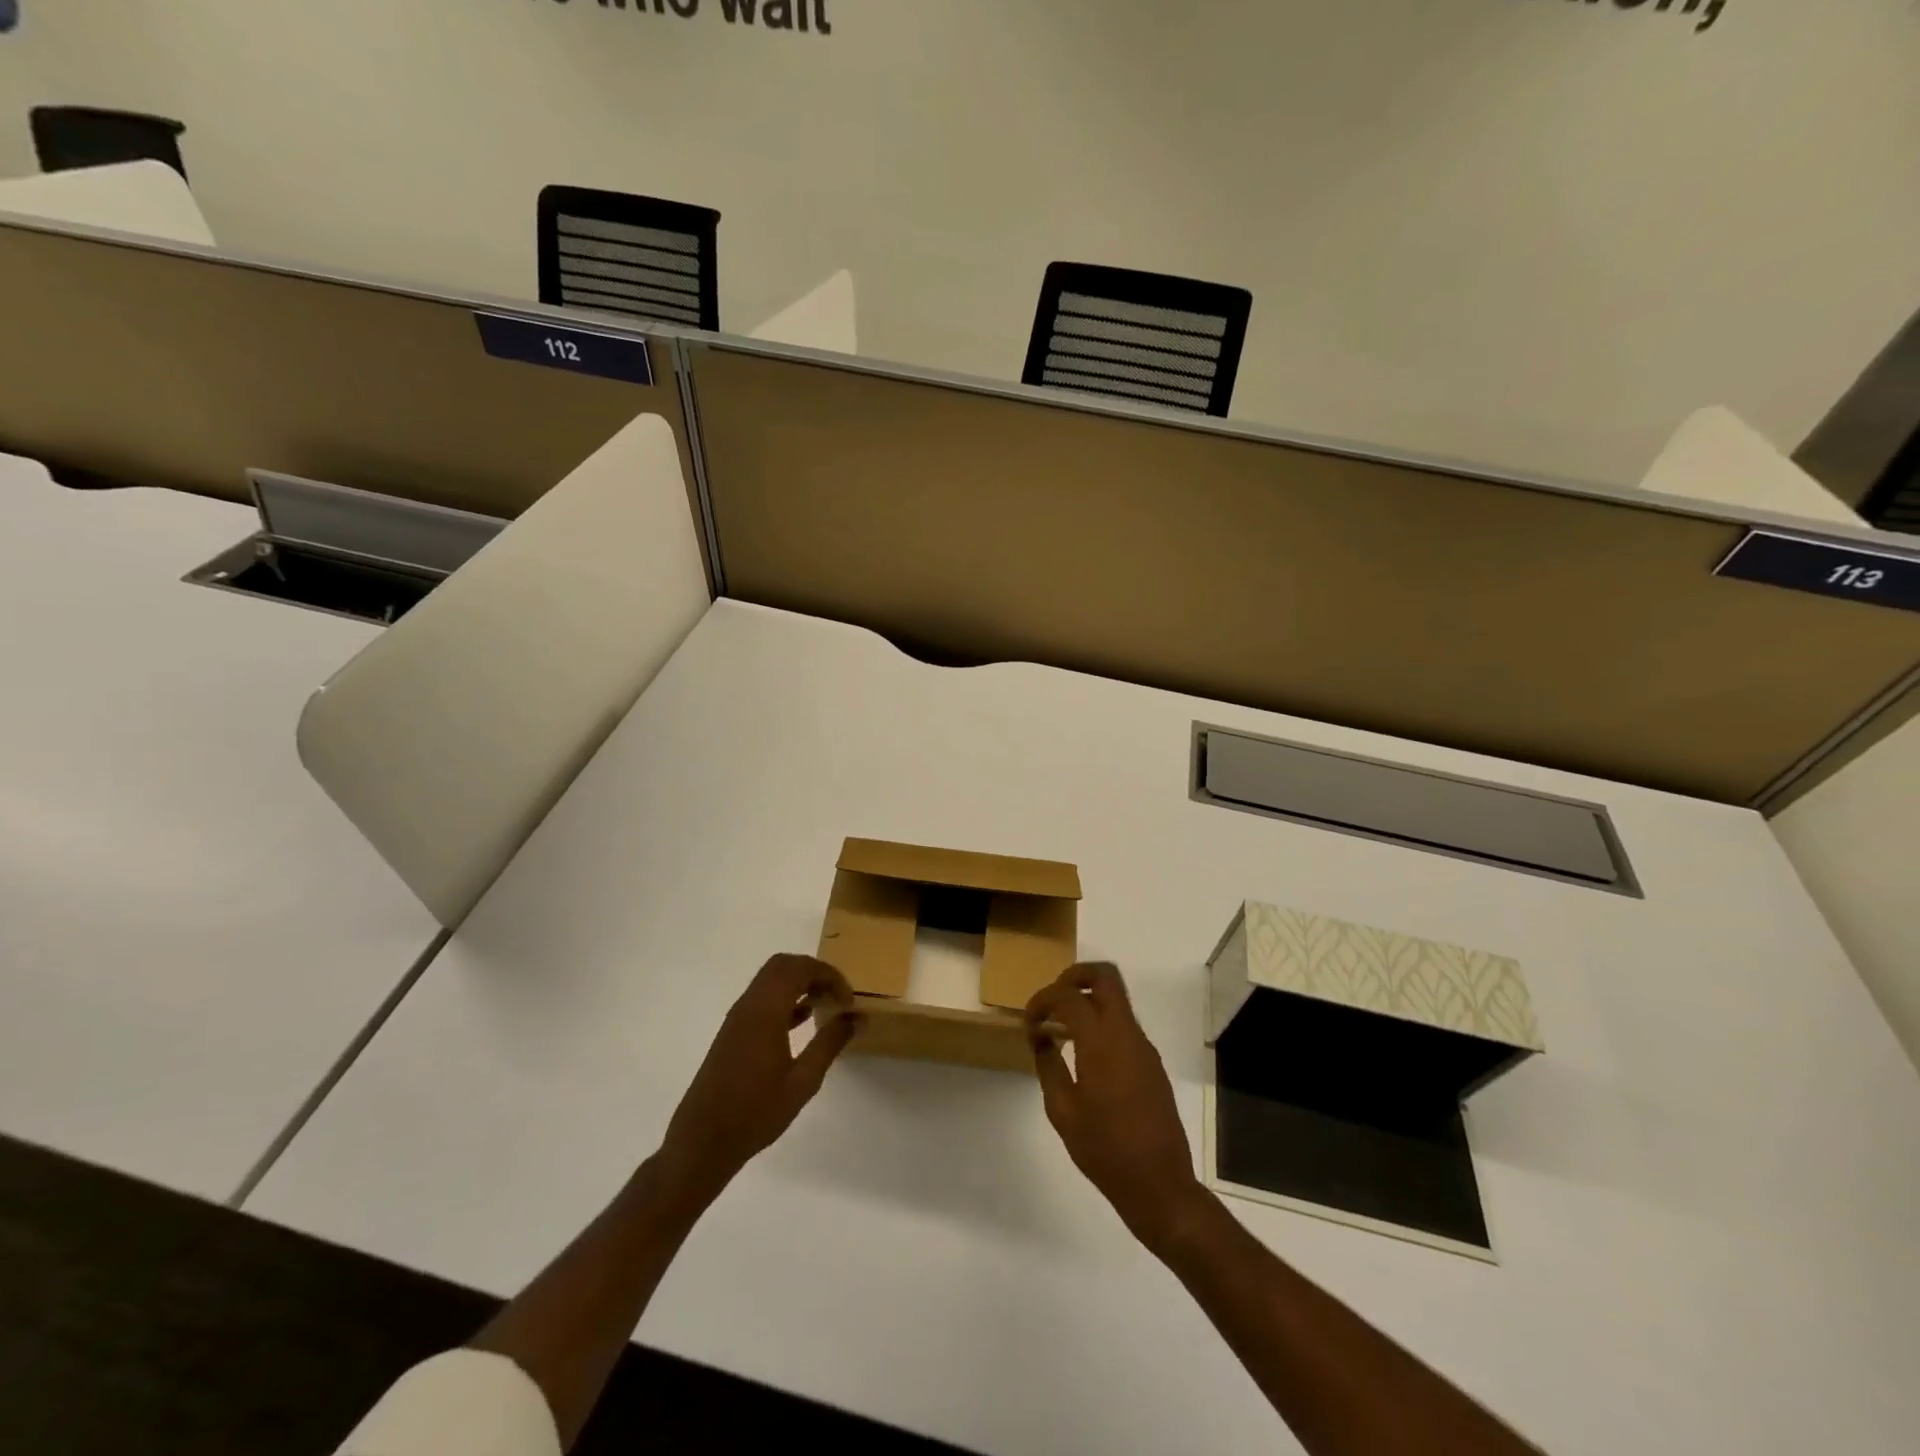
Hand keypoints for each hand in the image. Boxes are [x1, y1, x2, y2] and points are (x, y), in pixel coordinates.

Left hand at [659, 953, 858, 1200]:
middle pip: (783, 965)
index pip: (799, 968)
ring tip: (826, 1005)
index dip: (829, 975)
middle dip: (814, 972)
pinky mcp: (734, 1032)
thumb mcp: (803, 1081)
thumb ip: (830, 1043)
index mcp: (765, 1011)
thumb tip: (857, 1017)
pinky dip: (786, 998)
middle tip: (837, 995)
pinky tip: (804, 1020)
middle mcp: (749, 1005)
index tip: (848, 1000)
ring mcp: (738, 1018)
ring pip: (771, 980)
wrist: (703, 1142)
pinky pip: (763, 998)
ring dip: (800, 983)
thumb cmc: (756, 1112)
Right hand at [1027, 962, 1206, 1252]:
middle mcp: (1126, 1034)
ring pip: (1116, 999)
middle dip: (1074, 977)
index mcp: (1102, 1042)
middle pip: (1105, 977)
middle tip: (1052, 1001)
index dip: (1043, 1000)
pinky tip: (1082, 1052)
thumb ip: (1048, 1066)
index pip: (1069, 997)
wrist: (1160, 1185)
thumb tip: (1042, 1038)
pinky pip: (1124, 1024)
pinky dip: (1101, 1022)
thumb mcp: (1063, 1111)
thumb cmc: (1105, 1151)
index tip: (1029, 1022)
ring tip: (1061, 1027)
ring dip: (1088, 1000)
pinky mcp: (1151, 1062)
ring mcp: (1143, 1047)